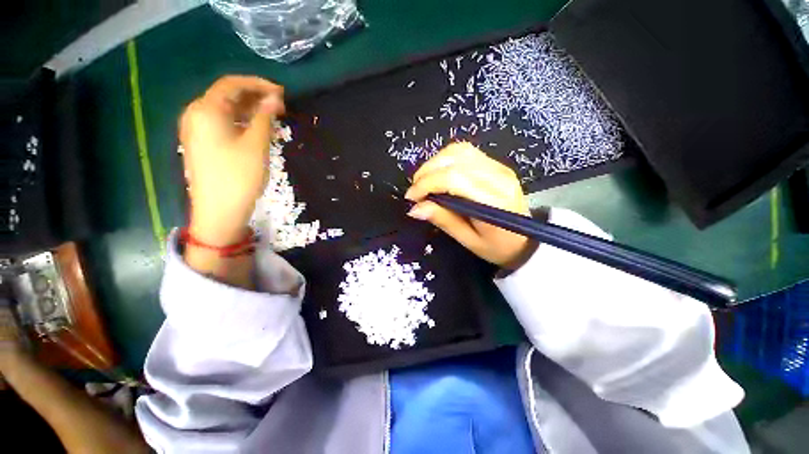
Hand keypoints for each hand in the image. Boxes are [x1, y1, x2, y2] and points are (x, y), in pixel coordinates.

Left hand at [180, 76, 284, 245]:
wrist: (219, 210)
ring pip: (224, 109)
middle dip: (254, 96)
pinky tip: (256, 128)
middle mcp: (196, 114)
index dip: (258, 84)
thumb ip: (265, 118)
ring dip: (248, 109)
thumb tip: (275, 99)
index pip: (232, 84)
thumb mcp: (256, 145)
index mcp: (206, 110)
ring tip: (272, 116)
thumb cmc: (239, 176)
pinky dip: (239, 121)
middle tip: (279, 105)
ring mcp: (196, 130)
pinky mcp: (201, 143)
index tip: (281, 92)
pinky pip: (221, 123)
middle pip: (226, 95)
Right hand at [405, 143, 531, 266]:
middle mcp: (499, 177)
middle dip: (427, 172)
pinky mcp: (496, 164)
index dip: (427, 184)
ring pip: (459, 151)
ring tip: (424, 180)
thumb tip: (415, 208)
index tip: (411, 197)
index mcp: (494, 201)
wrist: (525, 240)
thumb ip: (443, 220)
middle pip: (455, 161)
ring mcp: (499, 167)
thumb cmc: (497, 247)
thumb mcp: (468, 240)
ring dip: (435, 163)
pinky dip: (446, 159)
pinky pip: (466, 152)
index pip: (454, 179)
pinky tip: (439, 173)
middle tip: (415, 190)